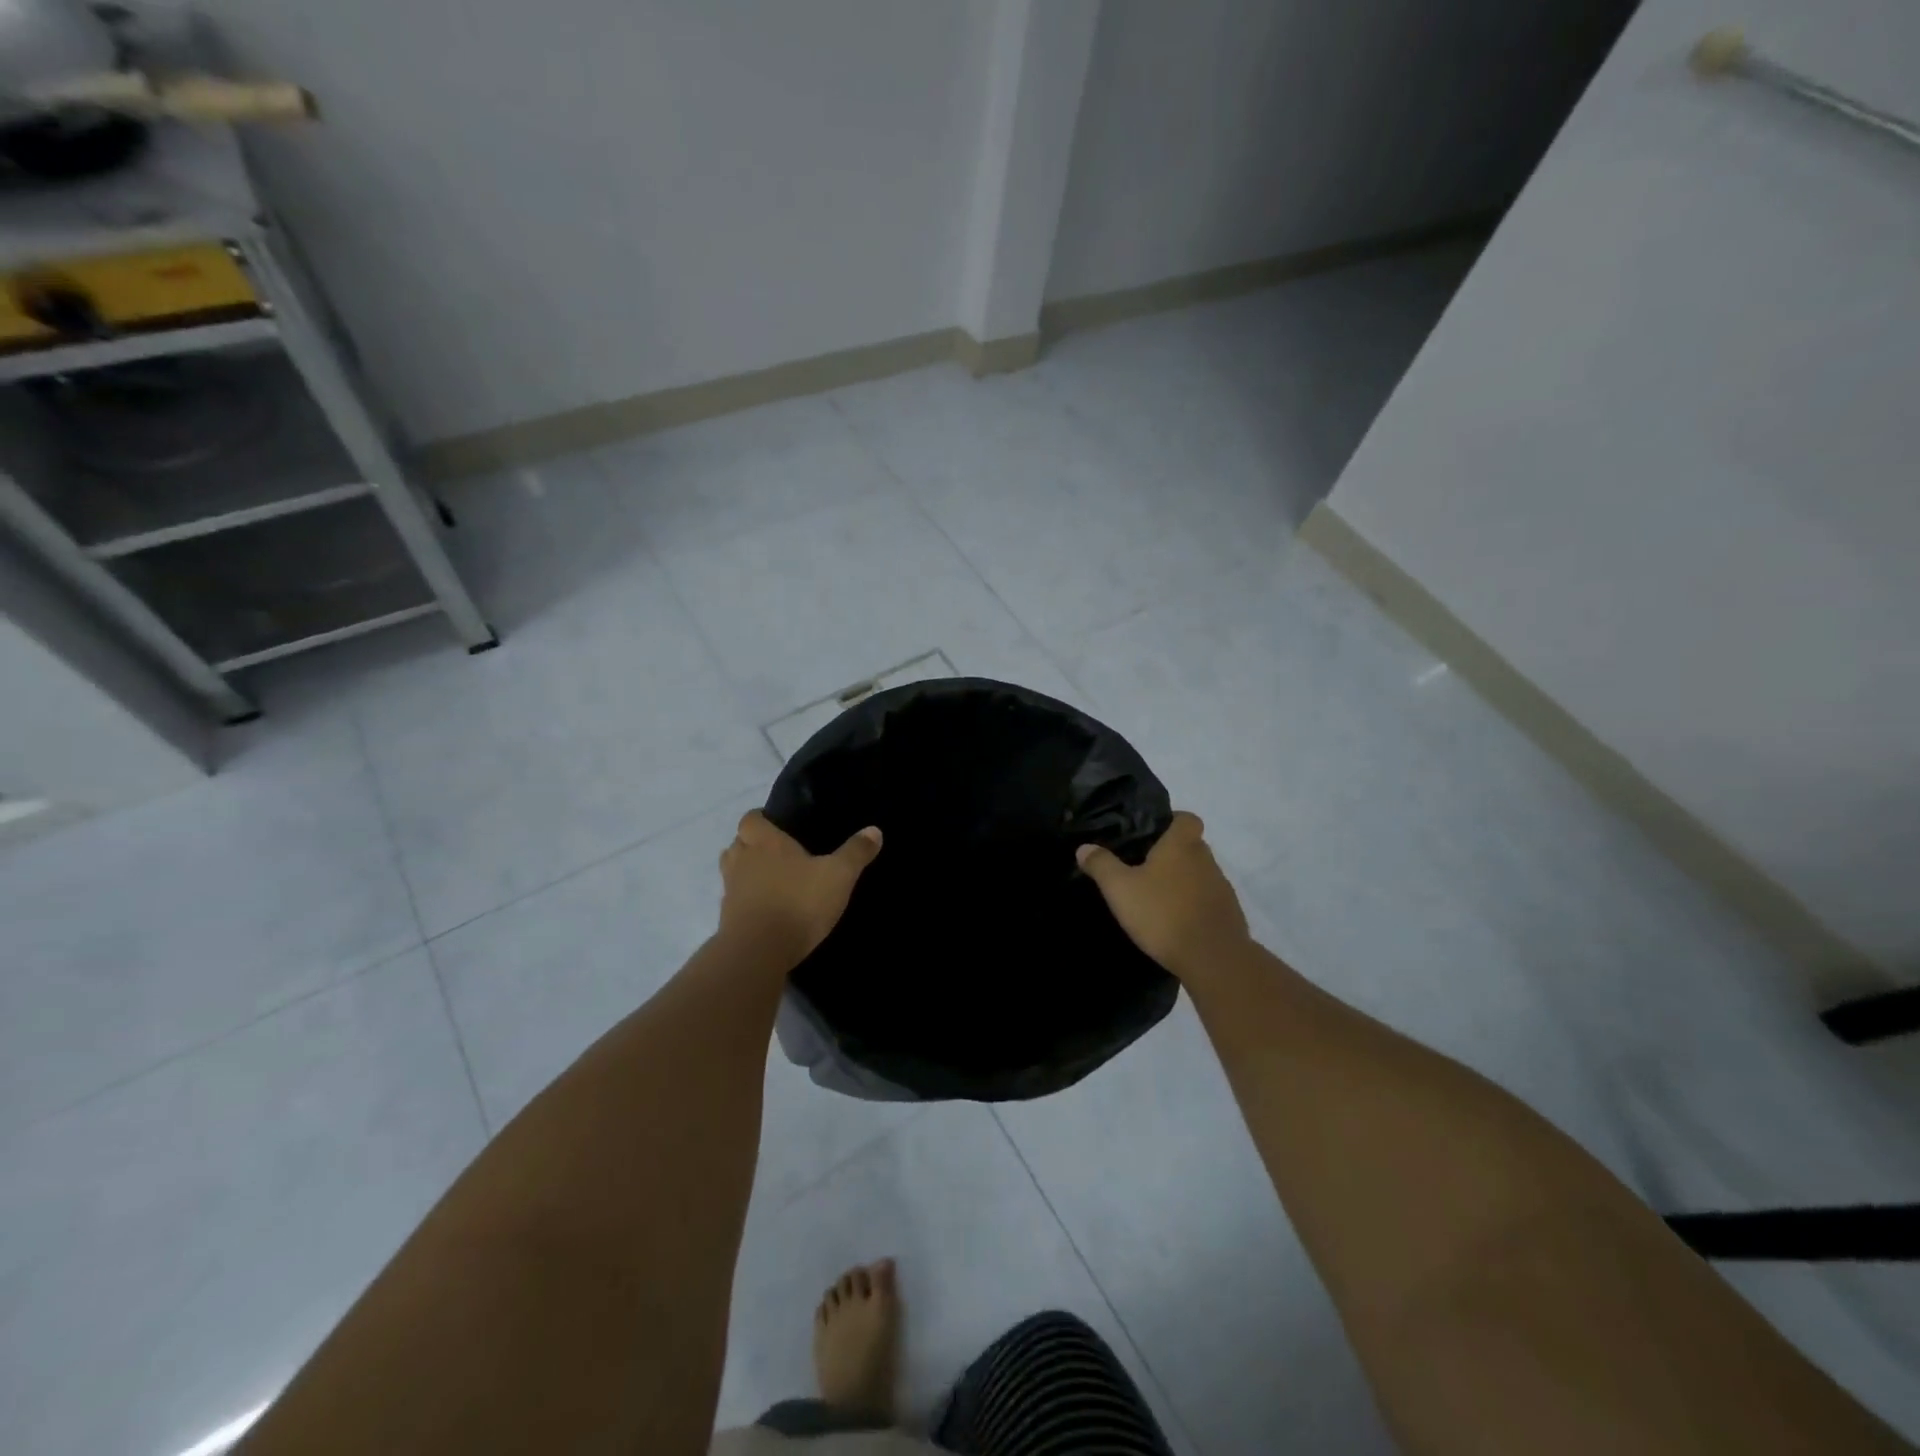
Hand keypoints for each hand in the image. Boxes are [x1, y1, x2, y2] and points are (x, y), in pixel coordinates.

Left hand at [718, 810, 882, 969]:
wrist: (759, 952)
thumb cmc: (799, 902)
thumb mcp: (838, 876)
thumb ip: (855, 852)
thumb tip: (875, 830)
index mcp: (765, 842)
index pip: (750, 819)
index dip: (761, 819)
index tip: (776, 824)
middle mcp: (742, 860)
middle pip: (737, 843)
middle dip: (752, 844)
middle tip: (777, 851)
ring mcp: (731, 890)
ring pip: (732, 871)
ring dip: (746, 871)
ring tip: (771, 879)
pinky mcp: (727, 918)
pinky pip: (734, 900)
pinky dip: (746, 900)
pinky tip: (767, 909)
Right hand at [1077, 811, 1250, 980]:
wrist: (1213, 959)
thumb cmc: (1163, 913)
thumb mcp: (1120, 889)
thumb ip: (1101, 865)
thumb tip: (1084, 847)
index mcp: (1182, 845)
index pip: (1186, 818)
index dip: (1171, 821)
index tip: (1151, 834)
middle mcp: (1207, 859)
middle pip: (1191, 846)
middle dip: (1171, 855)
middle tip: (1144, 869)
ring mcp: (1222, 888)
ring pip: (1200, 875)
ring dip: (1183, 882)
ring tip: (1157, 899)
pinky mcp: (1229, 915)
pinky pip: (1208, 901)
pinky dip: (1194, 906)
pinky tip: (1175, 923)